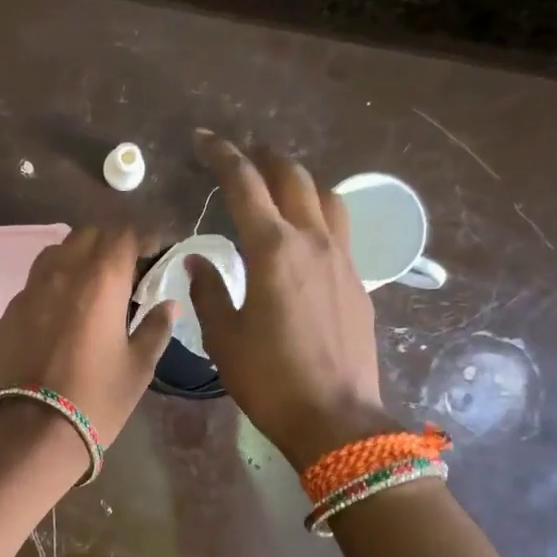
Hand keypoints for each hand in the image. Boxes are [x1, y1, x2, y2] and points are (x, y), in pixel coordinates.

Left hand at [0, 226, 177, 455]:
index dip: (145, 239)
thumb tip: (167, 306)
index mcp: (101, 279)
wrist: (36, 430)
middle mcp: (62, 272)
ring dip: (78, 259)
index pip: (125, 234)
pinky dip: (54, 288)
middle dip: (111, 245)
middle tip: (126, 273)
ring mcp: (30, 290)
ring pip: (56, 253)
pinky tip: (61, 316)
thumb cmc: (98, 397)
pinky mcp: (9, 312)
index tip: (156, 256)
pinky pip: (35, 284)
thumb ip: (156, 327)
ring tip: (91, 288)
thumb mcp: (139, 366)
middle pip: (88, 235)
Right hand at [187, 132, 396, 469]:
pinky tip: (304, 237)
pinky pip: (339, 230)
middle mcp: (312, 241)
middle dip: (265, 156)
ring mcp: (342, 259)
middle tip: (242, 155)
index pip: (245, 184)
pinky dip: (318, 215)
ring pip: (327, 197)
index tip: (204, 140)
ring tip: (279, 188)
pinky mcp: (358, 282)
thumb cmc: (269, 379)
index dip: (223, 155)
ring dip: (300, 181)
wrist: (335, 417)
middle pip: (293, 177)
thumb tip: (198, 261)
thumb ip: (209, 291)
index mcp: (273, 249)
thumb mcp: (225, 338)